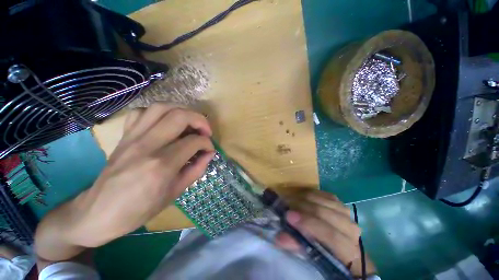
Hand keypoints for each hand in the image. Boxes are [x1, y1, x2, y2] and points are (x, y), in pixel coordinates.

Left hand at [35, 103, 213, 260]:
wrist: (97, 213)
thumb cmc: (139, 209)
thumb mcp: (176, 193)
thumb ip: (197, 169)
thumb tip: (209, 153)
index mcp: (162, 165)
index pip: (194, 141)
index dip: (207, 143)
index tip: (209, 149)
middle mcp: (147, 145)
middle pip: (180, 116)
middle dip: (200, 120)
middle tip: (205, 131)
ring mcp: (132, 137)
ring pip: (161, 107)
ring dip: (182, 111)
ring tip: (190, 123)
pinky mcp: (124, 136)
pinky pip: (141, 112)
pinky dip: (159, 113)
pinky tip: (165, 124)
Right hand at [275, 188, 374, 276]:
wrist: (342, 246)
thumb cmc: (325, 254)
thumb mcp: (311, 256)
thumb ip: (296, 246)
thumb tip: (280, 237)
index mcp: (349, 251)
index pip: (331, 236)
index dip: (309, 224)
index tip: (289, 216)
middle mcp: (351, 230)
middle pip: (325, 213)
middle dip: (302, 207)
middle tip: (286, 204)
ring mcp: (347, 214)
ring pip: (324, 201)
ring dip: (305, 198)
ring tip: (291, 199)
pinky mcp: (341, 203)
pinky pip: (326, 194)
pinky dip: (312, 194)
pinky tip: (302, 196)